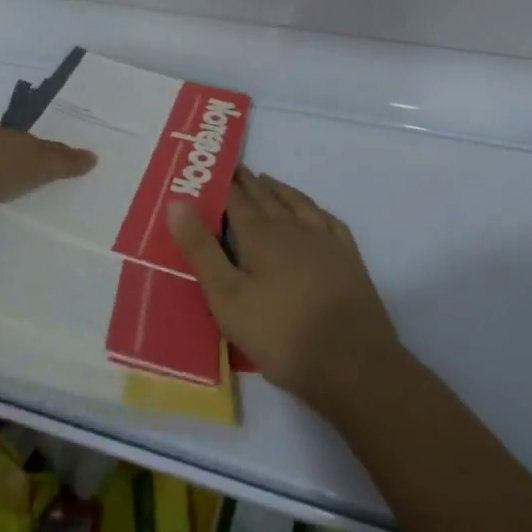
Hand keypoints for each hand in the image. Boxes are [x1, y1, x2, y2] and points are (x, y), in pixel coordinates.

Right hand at [168, 168, 408, 421]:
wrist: (355, 365)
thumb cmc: (281, 335)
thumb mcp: (227, 298)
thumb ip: (201, 249)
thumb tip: (177, 202)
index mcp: (260, 235)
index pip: (235, 199)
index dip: (222, 182)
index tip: (211, 166)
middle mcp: (292, 228)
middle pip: (265, 196)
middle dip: (247, 182)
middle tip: (234, 167)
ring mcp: (325, 241)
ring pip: (297, 203)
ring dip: (278, 190)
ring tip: (266, 181)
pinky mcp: (348, 260)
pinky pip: (328, 221)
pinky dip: (314, 209)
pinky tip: (313, 212)